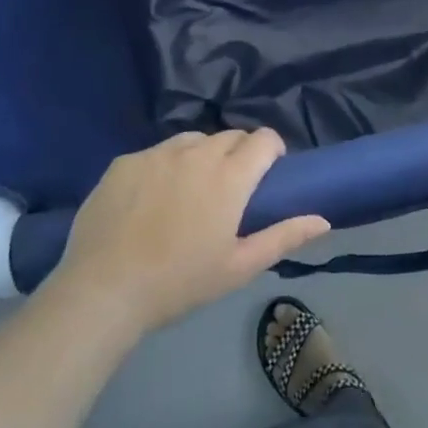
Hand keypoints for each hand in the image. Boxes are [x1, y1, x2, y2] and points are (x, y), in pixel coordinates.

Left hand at [53, 129, 328, 332]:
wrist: (104, 291)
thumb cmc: (180, 283)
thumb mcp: (238, 267)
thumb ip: (284, 236)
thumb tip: (324, 220)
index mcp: (230, 176)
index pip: (264, 138)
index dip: (271, 151)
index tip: (266, 174)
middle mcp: (197, 153)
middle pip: (230, 136)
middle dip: (238, 154)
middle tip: (228, 190)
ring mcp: (158, 154)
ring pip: (192, 141)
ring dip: (201, 156)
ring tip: (189, 191)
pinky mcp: (125, 161)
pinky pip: (155, 153)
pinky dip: (163, 167)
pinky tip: (150, 200)